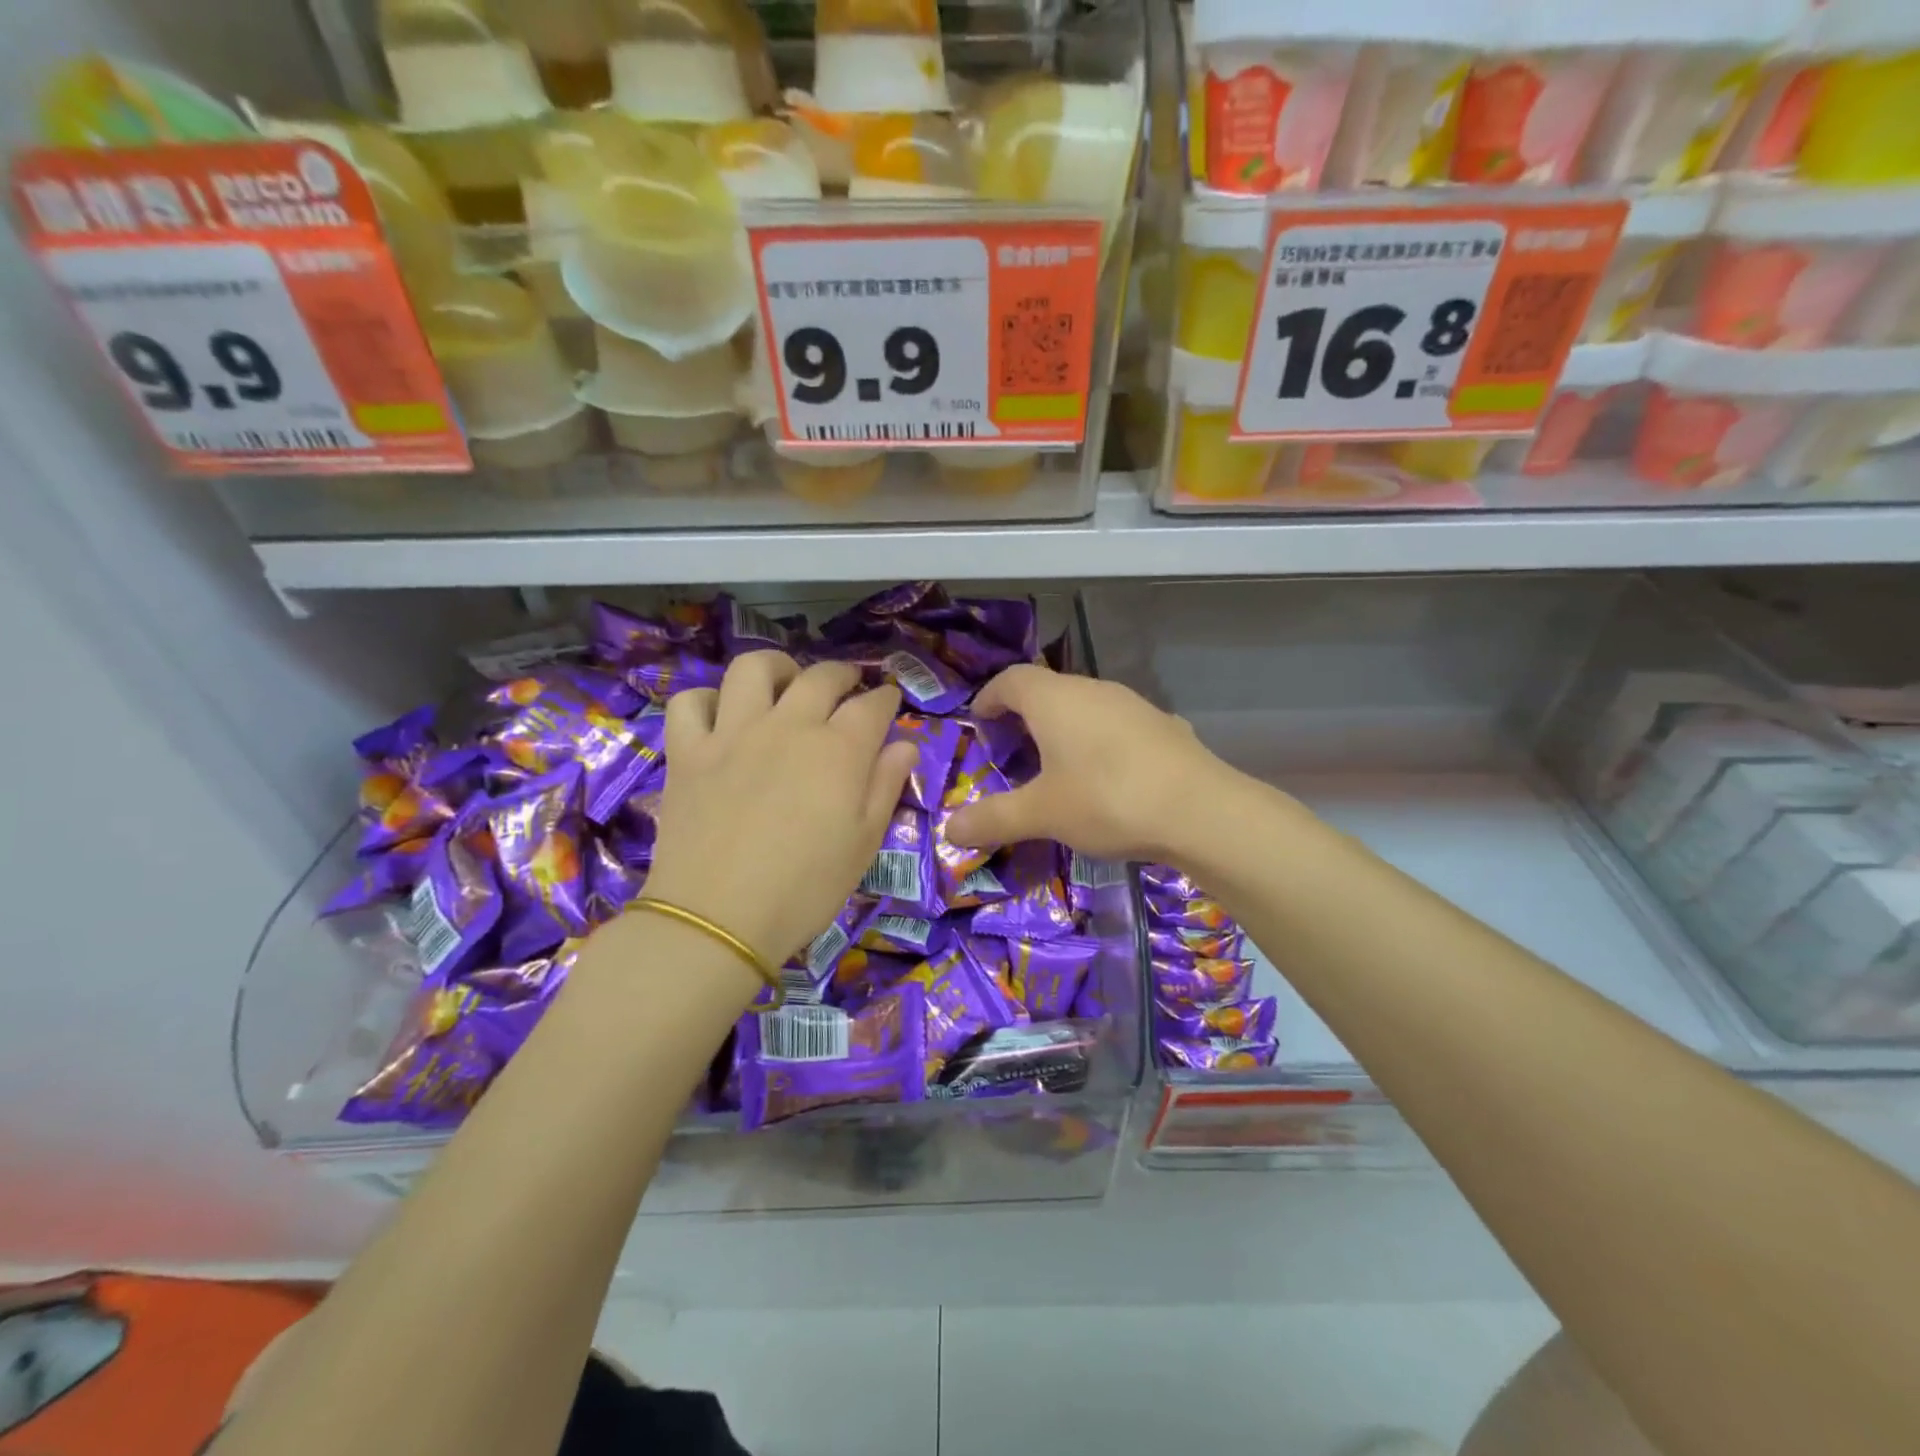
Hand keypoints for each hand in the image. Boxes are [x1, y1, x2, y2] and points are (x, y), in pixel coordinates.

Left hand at [642, 653, 915, 966]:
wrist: (718, 919)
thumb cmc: (805, 888)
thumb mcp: (864, 843)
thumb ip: (886, 786)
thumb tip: (904, 745)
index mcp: (838, 750)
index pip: (871, 706)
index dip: (885, 699)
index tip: (889, 700)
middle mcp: (788, 726)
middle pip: (820, 677)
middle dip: (843, 674)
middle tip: (848, 687)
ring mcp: (733, 733)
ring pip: (753, 669)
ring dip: (776, 668)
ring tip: (784, 684)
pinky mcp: (688, 751)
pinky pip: (690, 702)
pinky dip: (707, 701)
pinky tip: (721, 718)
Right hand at [945, 665, 1231, 862]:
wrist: (1201, 811)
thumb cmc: (1107, 800)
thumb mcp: (1042, 814)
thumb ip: (993, 819)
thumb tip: (949, 830)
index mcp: (1055, 699)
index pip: (1011, 679)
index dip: (989, 697)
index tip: (979, 722)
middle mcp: (1093, 690)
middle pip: (1047, 690)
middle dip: (1024, 716)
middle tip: (1012, 752)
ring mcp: (1133, 705)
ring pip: (1085, 706)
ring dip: (1063, 728)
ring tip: (1056, 766)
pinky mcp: (1162, 726)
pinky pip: (1116, 725)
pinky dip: (1099, 742)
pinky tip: (1107, 777)